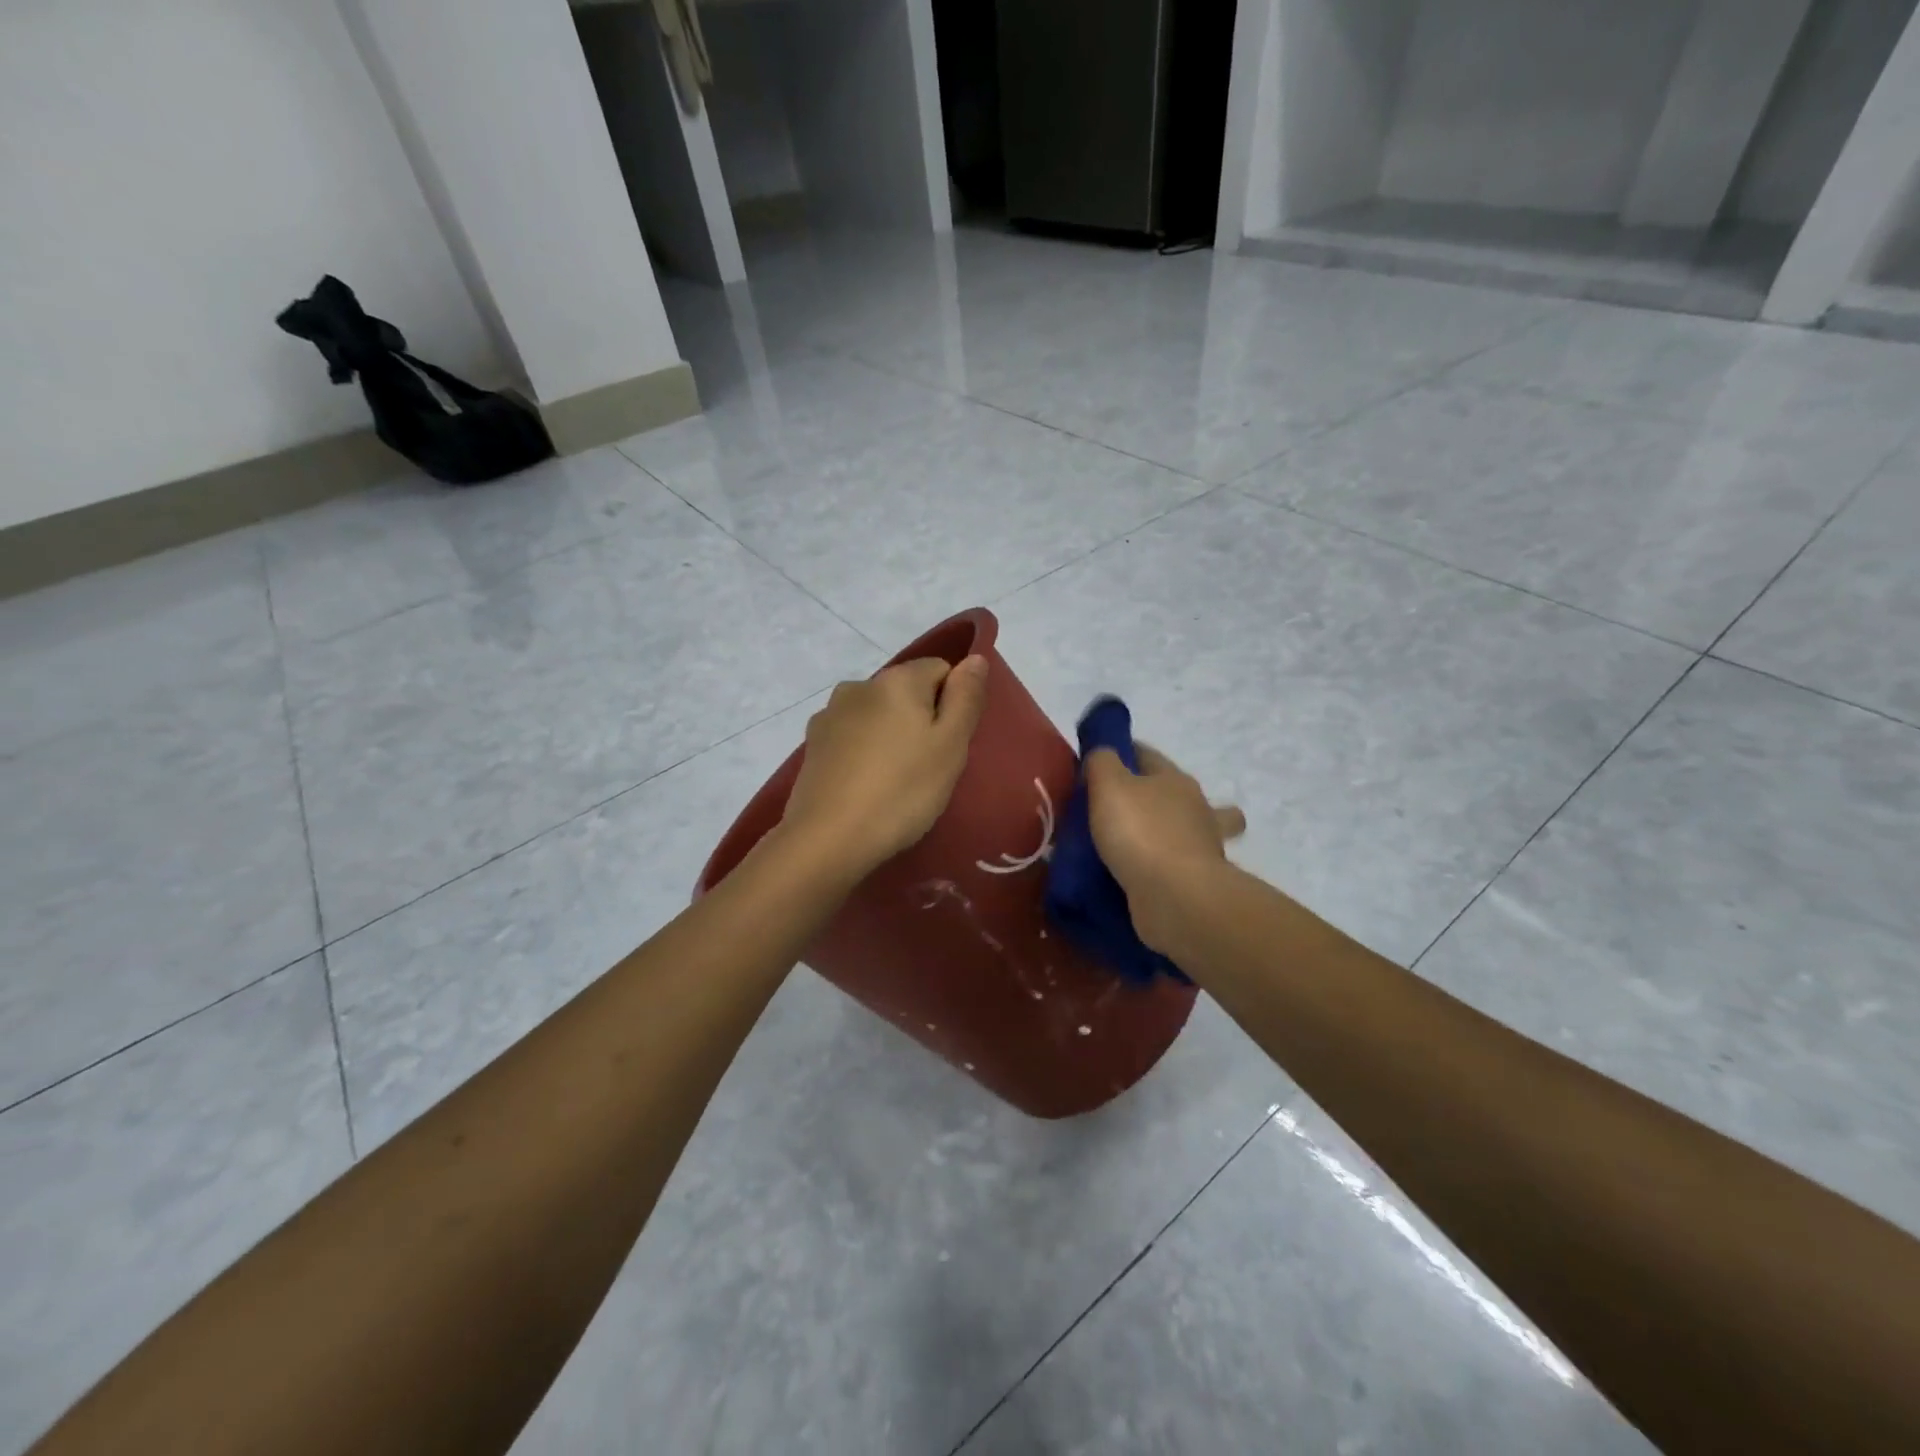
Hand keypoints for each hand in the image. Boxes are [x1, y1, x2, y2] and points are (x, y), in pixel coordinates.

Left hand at [779, 655, 990, 878]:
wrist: (828, 838)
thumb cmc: (902, 791)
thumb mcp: (950, 745)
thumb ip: (966, 697)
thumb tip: (974, 659)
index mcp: (897, 679)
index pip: (940, 670)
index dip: (953, 705)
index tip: (949, 745)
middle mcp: (859, 685)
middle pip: (906, 692)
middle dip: (921, 721)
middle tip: (927, 768)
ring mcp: (829, 715)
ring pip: (877, 715)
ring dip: (890, 736)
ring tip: (894, 781)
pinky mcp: (812, 745)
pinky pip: (852, 737)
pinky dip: (864, 753)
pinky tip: (865, 786)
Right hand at [1085, 744, 1244, 951]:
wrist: (1176, 897)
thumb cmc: (1141, 832)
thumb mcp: (1109, 785)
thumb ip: (1101, 762)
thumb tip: (1102, 754)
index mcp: (1175, 779)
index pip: (1146, 754)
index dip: (1121, 753)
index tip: (1095, 767)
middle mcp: (1196, 807)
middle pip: (1174, 792)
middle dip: (1154, 796)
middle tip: (1115, 811)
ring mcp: (1202, 846)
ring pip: (1185, 830)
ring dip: (1166, 834)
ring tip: (1131, 847)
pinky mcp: (1197, 881)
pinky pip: (1176, 866)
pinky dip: (1161, 868)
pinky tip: (1138, 876)